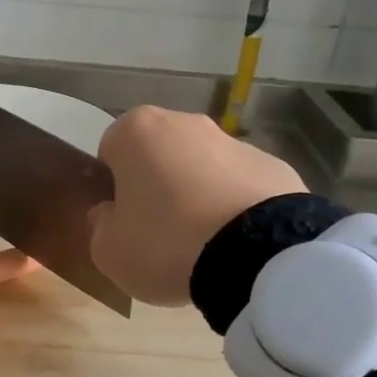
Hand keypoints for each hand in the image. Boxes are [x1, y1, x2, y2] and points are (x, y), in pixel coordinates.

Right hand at [89, 106, 306, 305]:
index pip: (110, 152)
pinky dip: (236, 208)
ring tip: (204, 245)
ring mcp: (234, 141)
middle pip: (158, 155)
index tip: (123, 220)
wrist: (259, 254)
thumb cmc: (165, 243)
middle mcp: (184, 123)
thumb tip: (111, 214)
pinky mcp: (275, 165)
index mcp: (135, 131)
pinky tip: (239, 244)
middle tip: (159, 234)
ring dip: (198, 195)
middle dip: (157, 185)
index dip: (113, 188)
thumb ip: (101, 225)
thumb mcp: (108, 250)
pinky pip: (240, 187)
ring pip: (201, 168)